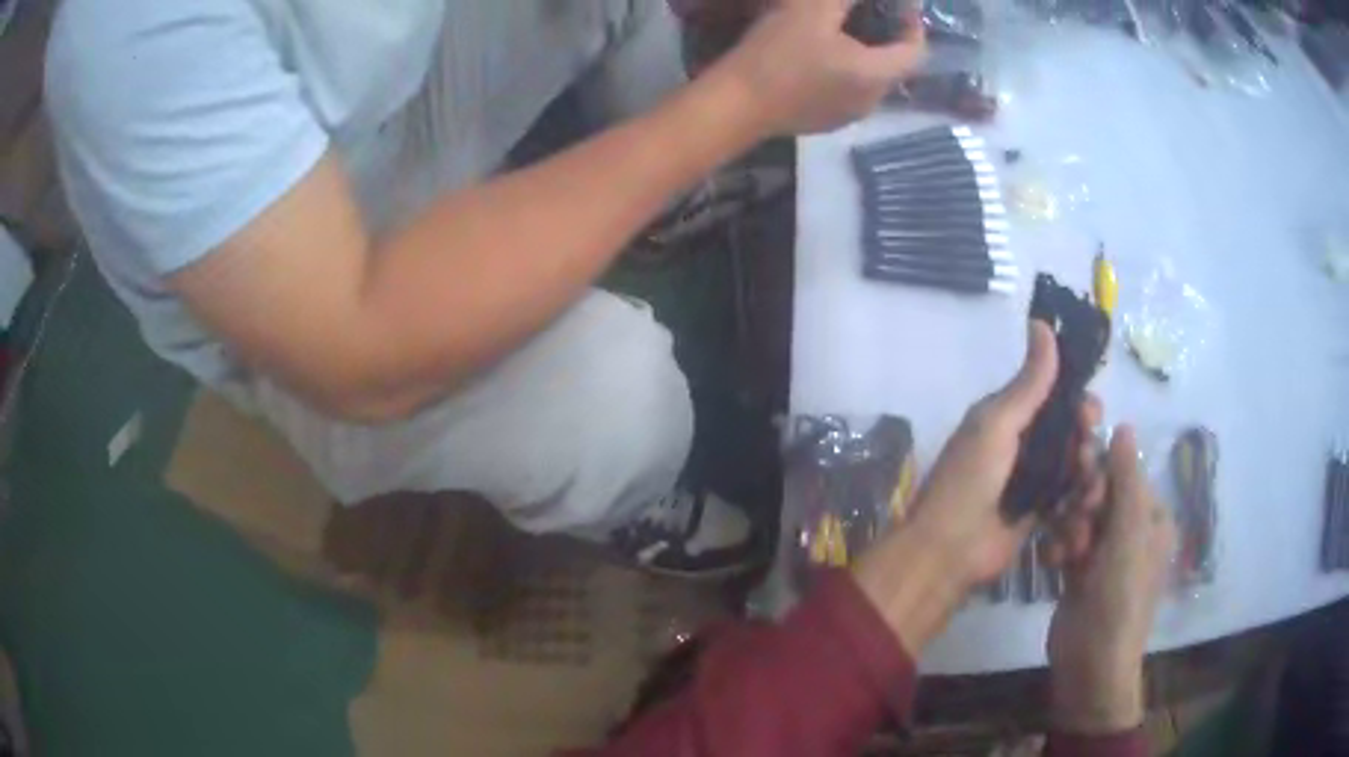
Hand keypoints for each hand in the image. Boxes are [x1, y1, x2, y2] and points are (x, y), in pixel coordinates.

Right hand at [716, 0, 926, 135]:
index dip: (914, 25)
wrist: (735, 105)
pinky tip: (818, 57)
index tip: (902, 4)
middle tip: (868, 12)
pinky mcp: (822, 123)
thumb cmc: (778, 54)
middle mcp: (870, 101)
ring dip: (863, 55)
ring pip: (868, 80)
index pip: (915, 51)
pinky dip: (844, 71)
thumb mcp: (812, 11)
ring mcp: (846, 116)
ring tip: (843, 31)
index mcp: (876, 75)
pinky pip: (846, 91)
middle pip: (892, 66)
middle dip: (886, 37)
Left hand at [852, 321, 1099, 653]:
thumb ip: (1027, 382)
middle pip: (1069, 430)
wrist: (950, 551)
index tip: (1091, 412)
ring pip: (1073, 463)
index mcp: (1007, 416)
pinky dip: (1080, 498)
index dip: (1077, 400)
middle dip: (1086, 438)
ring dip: (1087, 471)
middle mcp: (1021, 443)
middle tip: (1087, 452)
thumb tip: (1041, 321)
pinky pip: (1069, 497)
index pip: (1054, 395)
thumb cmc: (969, 480)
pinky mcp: (1038, 513)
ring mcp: (1031, 480)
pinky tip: (1085, 506)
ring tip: (1086, 487)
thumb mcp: (998, 424)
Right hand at [1048, 427, 1174, 733]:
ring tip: (1065, 553)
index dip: (1101, 477)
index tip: (1084, 491)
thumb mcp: (1129, 534)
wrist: (1091, 662)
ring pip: (1080, 516)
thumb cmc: (1119, 596)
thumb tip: (1124, 426)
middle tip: (1075, 530)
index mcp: (1152, 518)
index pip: (1124, 475)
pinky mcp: (1080, 572)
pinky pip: (1067, 541)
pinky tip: (1054, 563)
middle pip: (1100, 494)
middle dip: (1082, 507)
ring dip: (1068, 529)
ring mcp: (1105, 554)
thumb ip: (1126, 479)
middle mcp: (1132, 531)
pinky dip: (1059, 548)